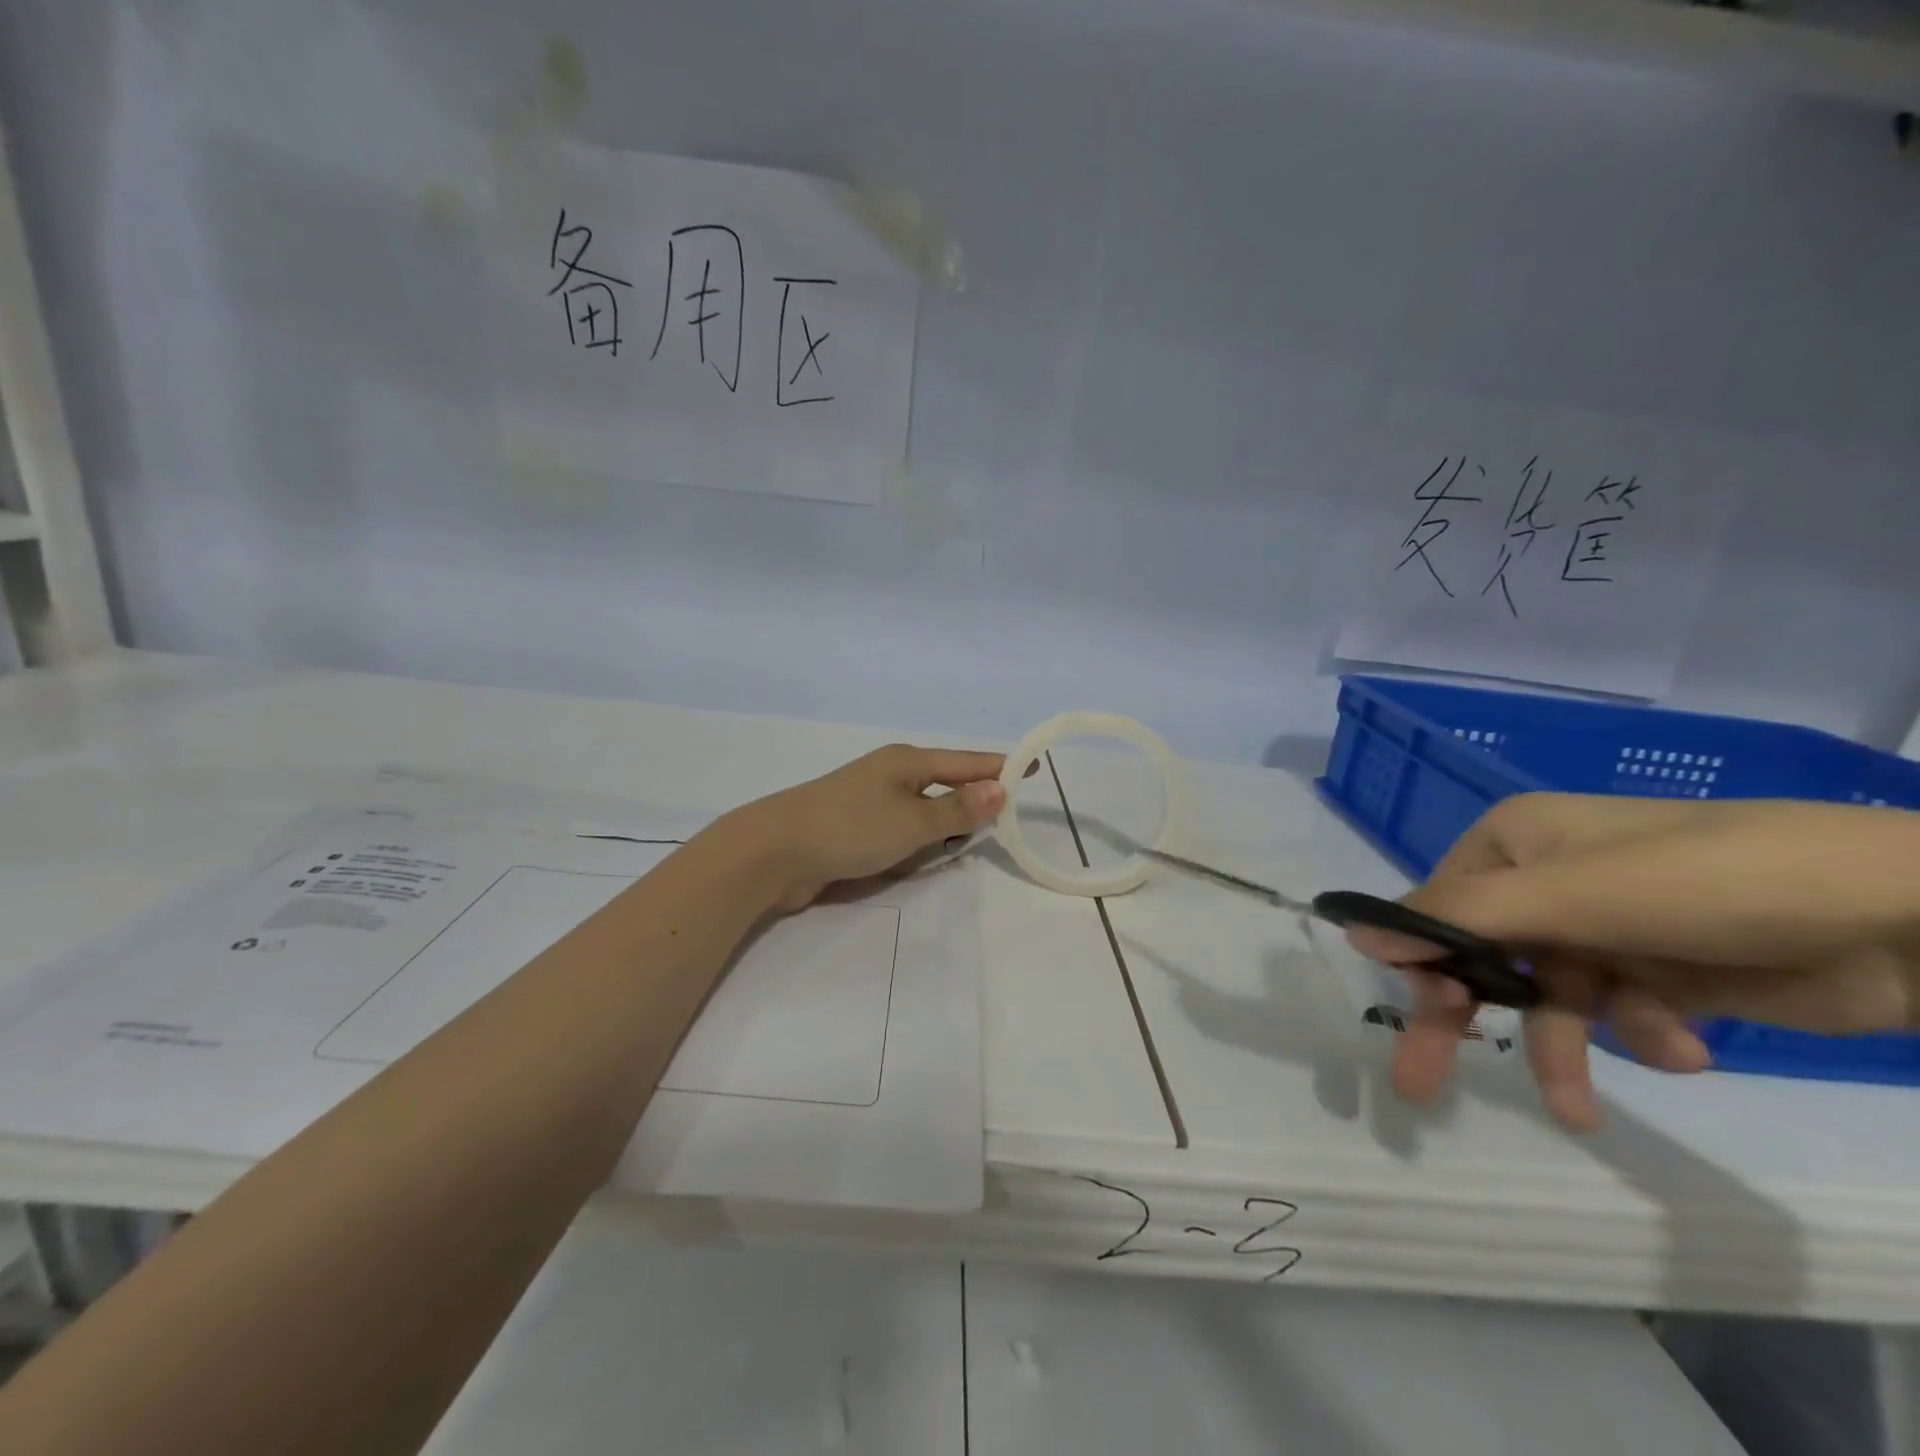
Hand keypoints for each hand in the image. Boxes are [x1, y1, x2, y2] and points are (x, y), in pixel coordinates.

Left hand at [720, 744, 1007, 911]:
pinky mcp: (854, 827)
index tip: (1033, 771)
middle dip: (973, 799)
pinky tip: (925, 855)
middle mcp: (890, 774)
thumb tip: (1000, 789)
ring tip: (972, 840)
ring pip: (922, 809)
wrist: (774, 851)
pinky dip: (918, 840)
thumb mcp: (913, 821)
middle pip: (945, 783)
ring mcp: (869, 799)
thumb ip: (957, 810)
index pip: (967, 762)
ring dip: (944, 824)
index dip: (1001, 767)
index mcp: (907, 761)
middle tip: (1005, 819)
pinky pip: (900, 829)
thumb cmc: (850, 828)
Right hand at [1347, 794, 1919, 1130]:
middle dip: (1464, 1016)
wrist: (1908, 916)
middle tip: (1419, 1084)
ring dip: (1565, 1048)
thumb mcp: (1571, 896)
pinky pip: (1618, 1012)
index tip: (1425, 1013)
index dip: (1424, 960)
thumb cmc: (1709, 884)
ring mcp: (1605, 927)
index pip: (1438, 906)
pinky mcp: (1661, 972)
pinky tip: (1685, 1046)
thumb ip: (1457, 916)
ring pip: (1547, 996)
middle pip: (1479, 955)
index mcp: (1514, 844)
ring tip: (1578, 1110)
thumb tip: (1353, 931)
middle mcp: (1548, 881)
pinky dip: (1643, 1036)